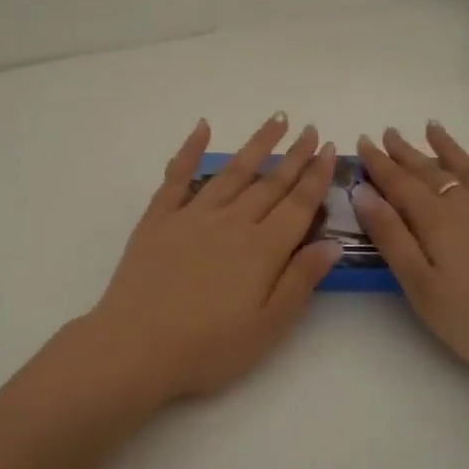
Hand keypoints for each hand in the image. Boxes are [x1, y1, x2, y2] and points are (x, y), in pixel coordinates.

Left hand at [81, 114, 342, 403]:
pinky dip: (190, 149)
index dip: (316, 176)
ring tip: (276, 121)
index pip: (298, 204)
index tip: (328, 149)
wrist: (136, 347)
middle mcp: (232, 222)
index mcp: (262, 249)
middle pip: (270, 183)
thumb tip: (333, 242)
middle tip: (310, 129)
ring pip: (233, 172)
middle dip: (294, 155)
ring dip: (257, 145)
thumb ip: (300, 280)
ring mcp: (193, 215)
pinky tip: (203, 128)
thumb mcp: (268, 326)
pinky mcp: (159, 218)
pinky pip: (177, 175)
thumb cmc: (208, 347)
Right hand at [353, 124, 468, 392]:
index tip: (363, 140)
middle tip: (390, 132)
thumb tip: (364, 192)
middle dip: (407, 153)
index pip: (399, 183)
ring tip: (435, 128)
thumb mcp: (420, 285)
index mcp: (437, 220)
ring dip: (453, 149)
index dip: (379, 163)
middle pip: (432, 172)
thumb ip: (391, 236)